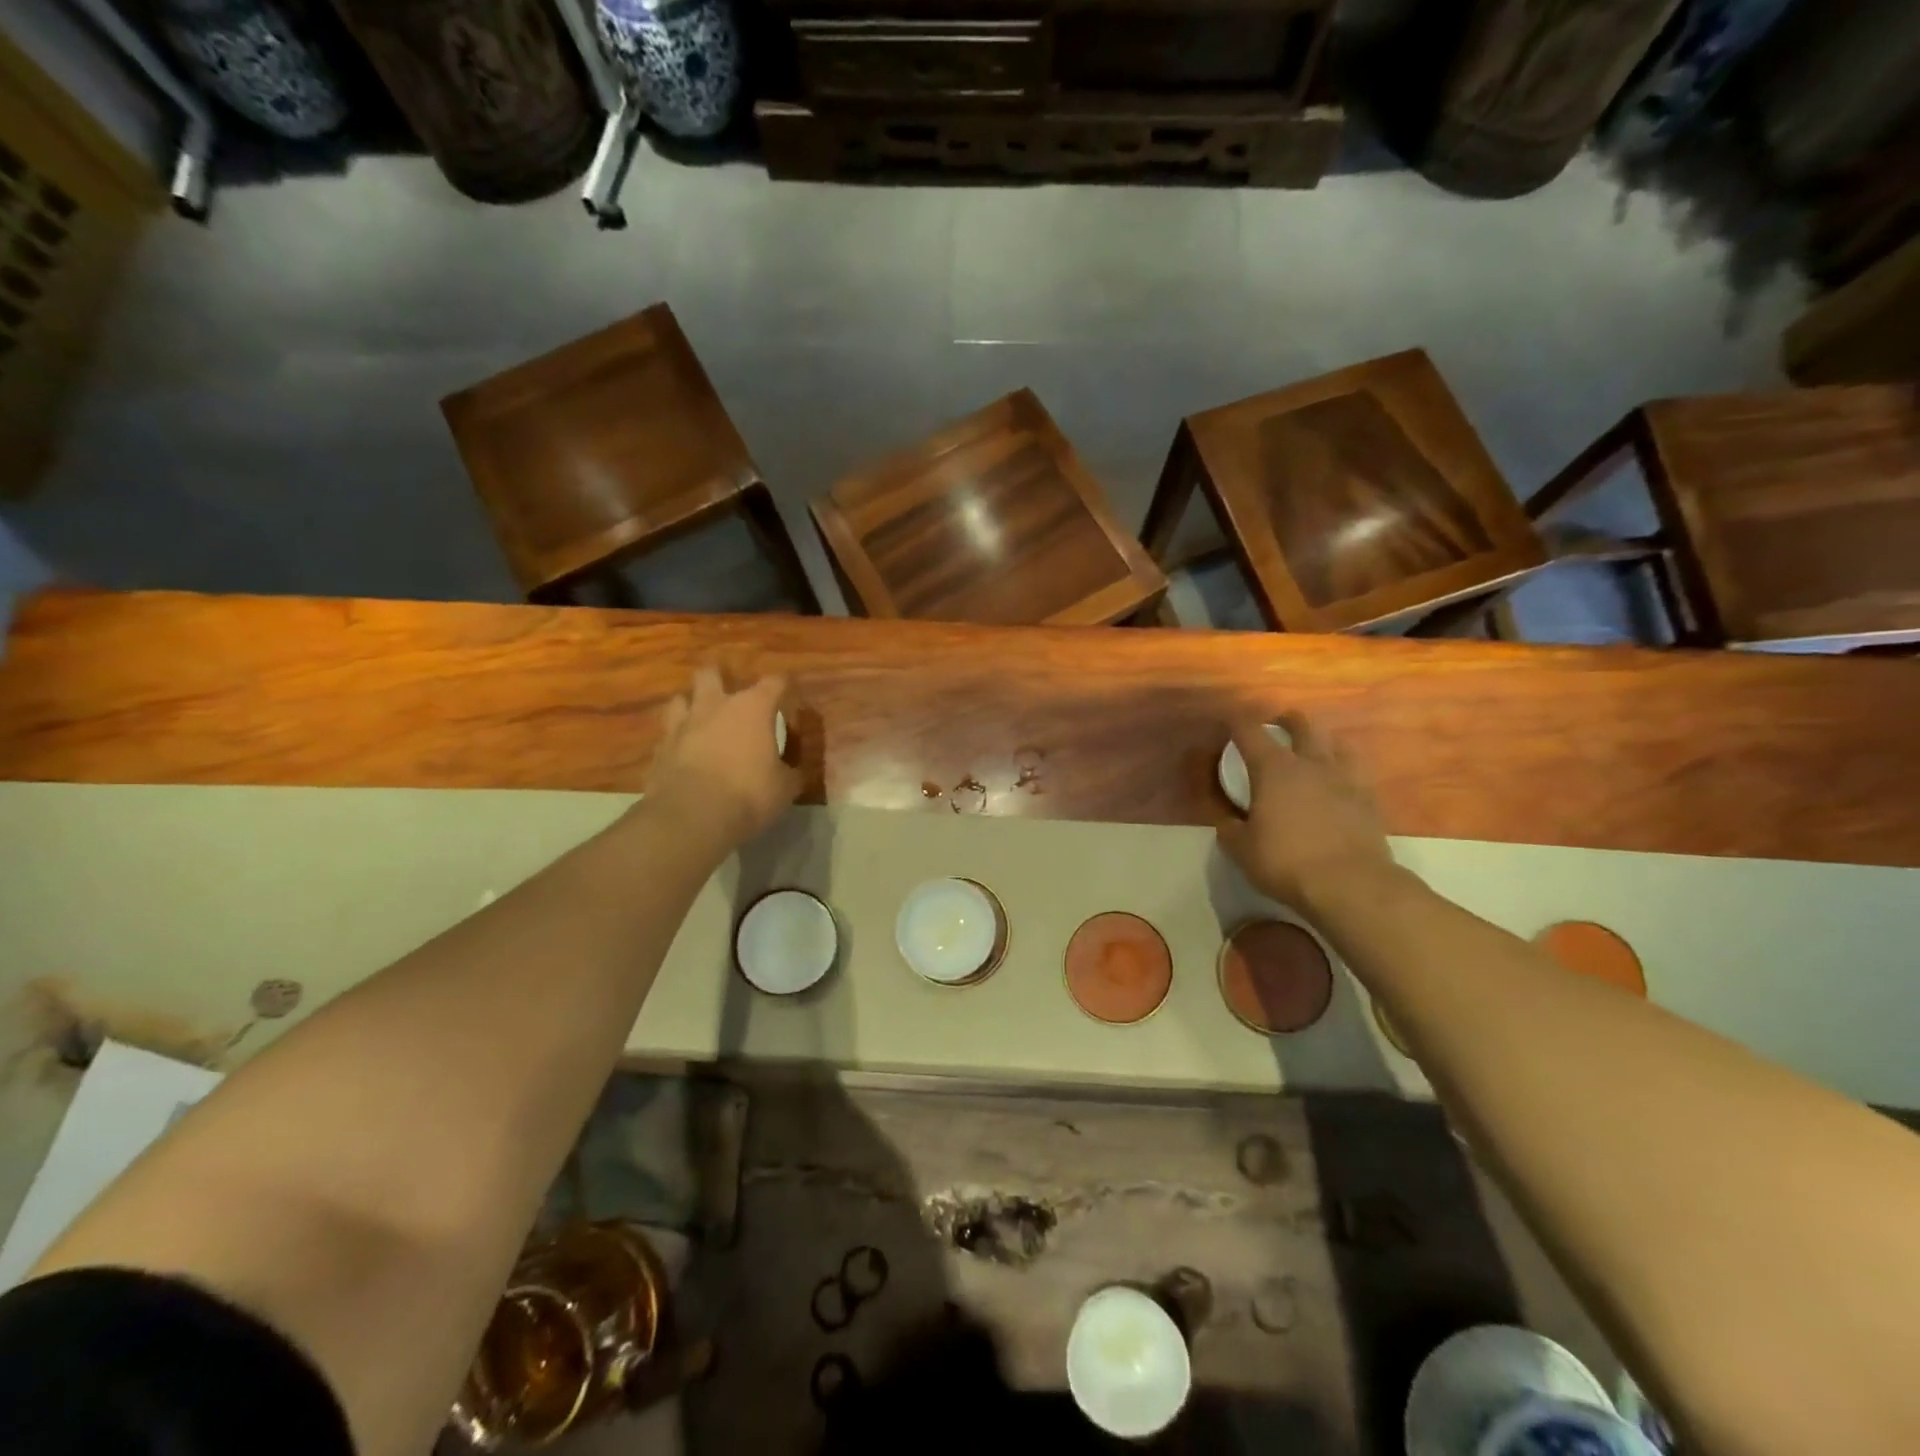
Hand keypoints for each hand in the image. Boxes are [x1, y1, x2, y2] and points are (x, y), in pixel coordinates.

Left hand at [643, 667, 800, 850]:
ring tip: (700, 721)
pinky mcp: (659, 750)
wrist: (692, 817)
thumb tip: (794, 770)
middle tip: (729, 695)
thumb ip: (791, 771)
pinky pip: (667, 736)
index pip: (774, 683)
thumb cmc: (749, 794)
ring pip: (680, 699)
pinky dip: (676, 741)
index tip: (789, 696)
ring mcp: (681, 726)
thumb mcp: (786, 787)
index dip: (783, 687)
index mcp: (752, 709)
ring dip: (691, 706)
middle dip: (719, 679)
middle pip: (711, 674)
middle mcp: (715, 707)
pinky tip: (682, 755)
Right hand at [1216, 713, 1395, 911]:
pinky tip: (1341, 781)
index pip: (1250, 732)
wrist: (1350, 884)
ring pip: (1337, 742)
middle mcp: (1310, 763)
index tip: (1230, 723)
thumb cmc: (1286, 861)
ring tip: (1316, 749)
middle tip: (1279, 725)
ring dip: (1323, 740)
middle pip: (1302, 725)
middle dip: (1288, 720)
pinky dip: (1345, 769)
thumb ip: (1230, 829)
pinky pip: (1357, 771)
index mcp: (1273, 769)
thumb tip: (1228, 821)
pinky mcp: (1369, 799)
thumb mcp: (1241, 849)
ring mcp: (1345, 778)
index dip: (1237, 723)